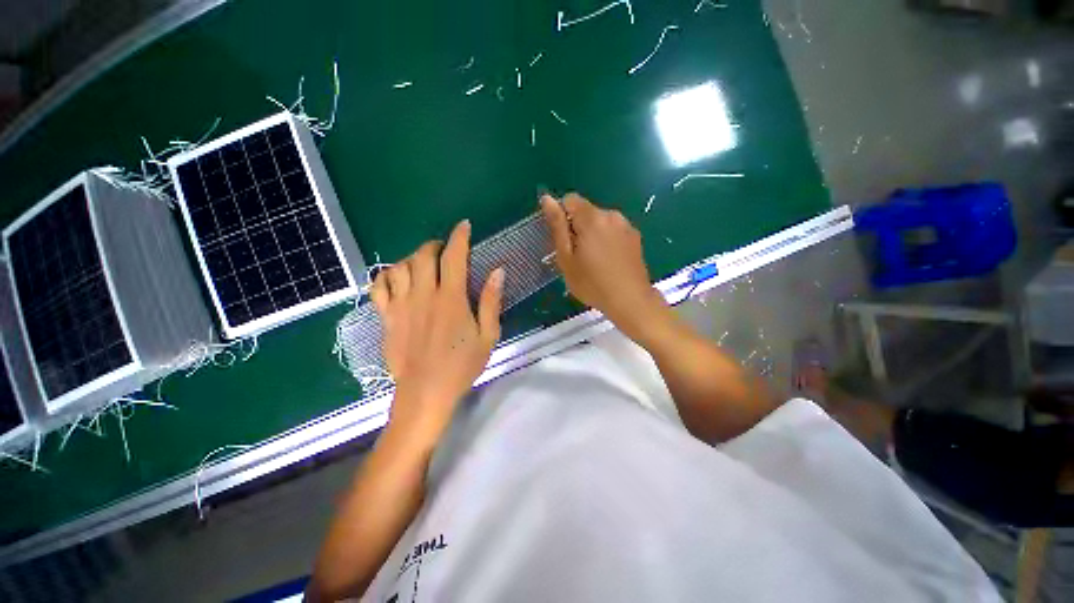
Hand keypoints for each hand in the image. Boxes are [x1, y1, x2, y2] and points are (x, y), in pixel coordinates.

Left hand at [370, 220, 503, 439]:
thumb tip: (498, 270)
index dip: (459, 237)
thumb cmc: (461, 365)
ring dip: (412, 257)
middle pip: (423, 256)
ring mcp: (401, 305)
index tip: (464, 226)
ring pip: (400, 266)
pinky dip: (386, 275)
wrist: (425, 392)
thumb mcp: (488, 335)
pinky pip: (379, 286)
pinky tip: (396, 277)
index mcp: (451, 298)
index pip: (454, 257)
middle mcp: (423, 295)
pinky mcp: (386, 317)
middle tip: (445, 249)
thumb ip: (490, 301)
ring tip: (423, 262)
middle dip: (435, 245)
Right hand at [540, 193, 671, 344]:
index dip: (562, 217)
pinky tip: (608, 261)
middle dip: (577, 227)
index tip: (563, 240)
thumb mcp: (567, 257)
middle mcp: (611, 215)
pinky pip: (613, 230)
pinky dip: (606, 239)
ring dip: (592, 234)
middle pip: (586, 211)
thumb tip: (547, 199)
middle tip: (577, 256)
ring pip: (600, 221)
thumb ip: (557, 226)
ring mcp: (626, 225)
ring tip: (593, 261)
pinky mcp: (635, 236)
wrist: (630, 300)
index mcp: (592, 218)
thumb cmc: (592, 283)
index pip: (570, 200)